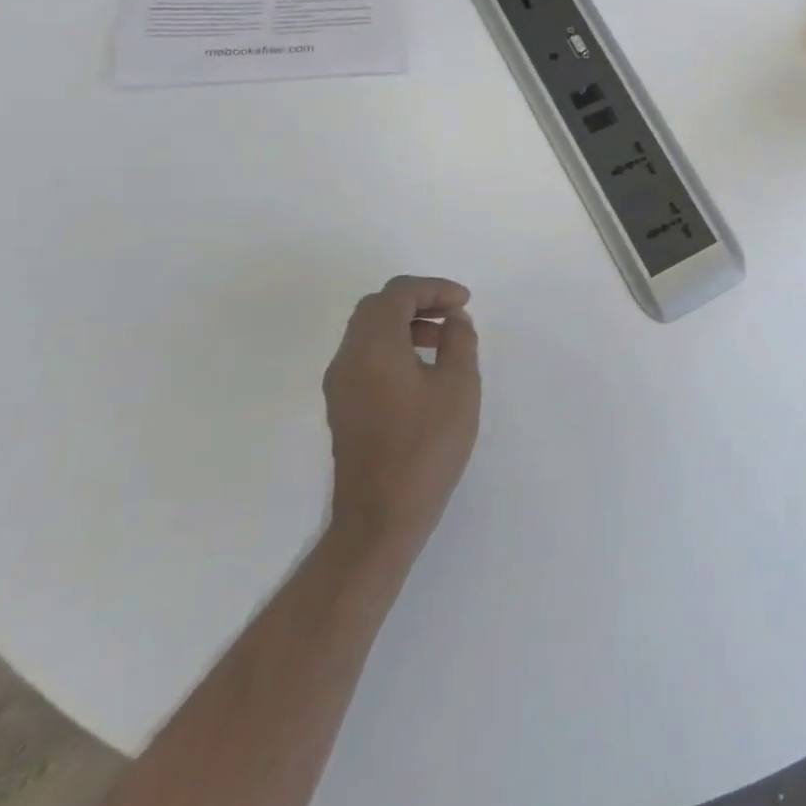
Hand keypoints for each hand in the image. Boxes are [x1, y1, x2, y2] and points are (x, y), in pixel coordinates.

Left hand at [322, 276, 480, 566]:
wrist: (381, 517)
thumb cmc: (426, 447)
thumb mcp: (459, 387)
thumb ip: (459, 342)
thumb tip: (454, 320)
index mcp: (373, 347)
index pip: (398, 294)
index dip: (434, 288)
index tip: (465, 303)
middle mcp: (348, 358)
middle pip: (377, 307)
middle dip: (418, 300)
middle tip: (453, 313)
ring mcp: (340, 383)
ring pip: (369, 331)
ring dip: (406, 323)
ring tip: (444, 340)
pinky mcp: (343, 405)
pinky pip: (366, 355)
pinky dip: (394, 345)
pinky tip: (424, 368)